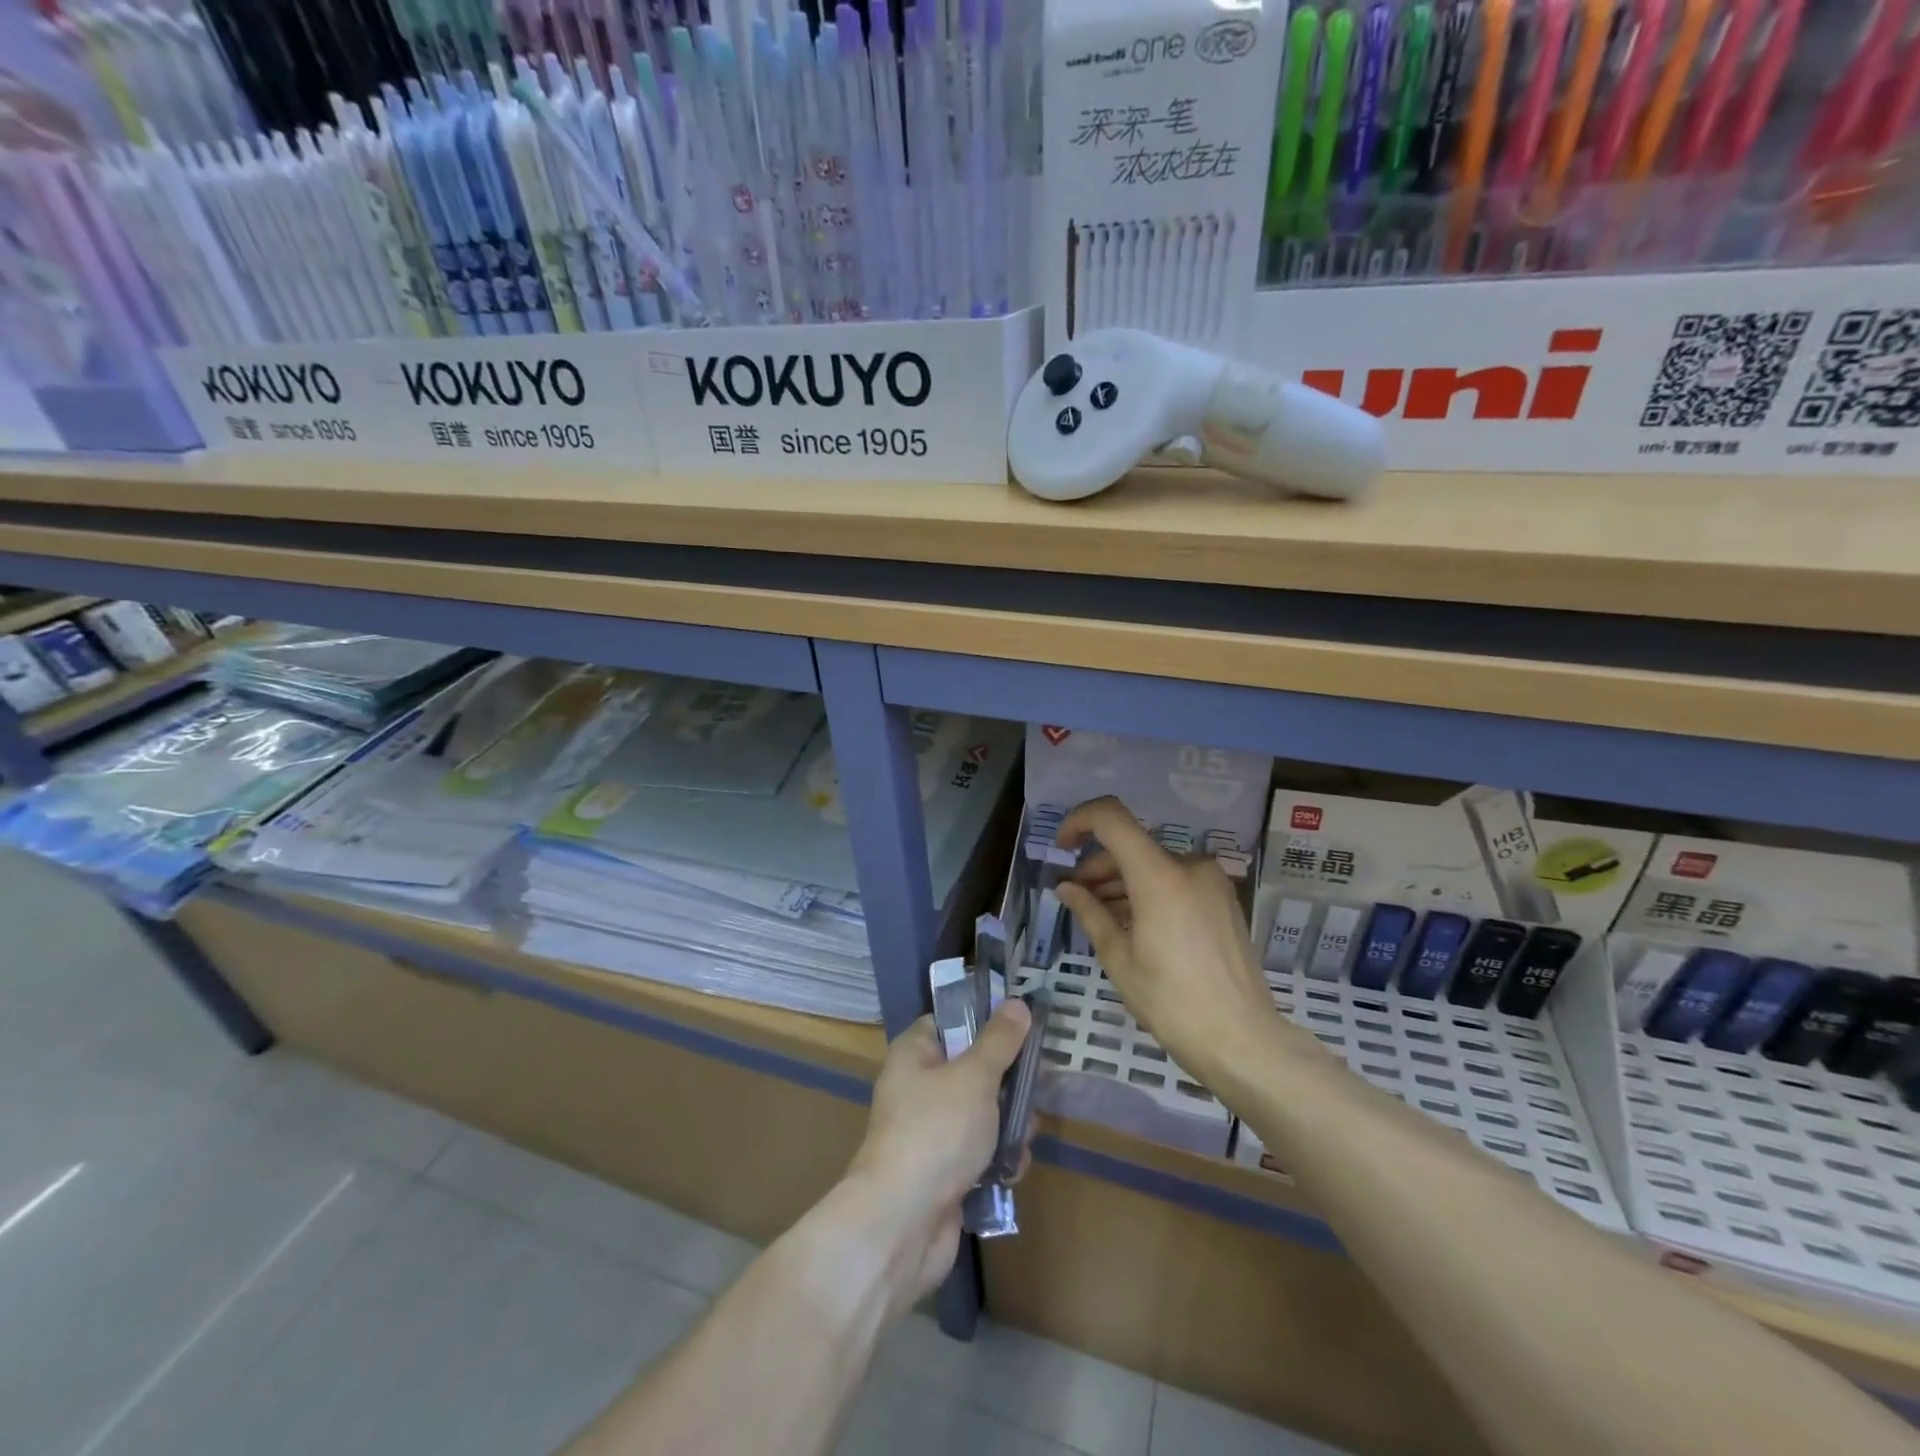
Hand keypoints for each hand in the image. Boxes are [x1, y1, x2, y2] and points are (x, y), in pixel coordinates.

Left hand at [845, 1000, 1032, 1310]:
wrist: (902, 1224)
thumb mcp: (974, 1077)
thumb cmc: (936, 1132)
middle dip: (1007, 1081)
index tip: (1021, 1024)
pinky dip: (997, 1159)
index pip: (950, 1021)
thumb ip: (1000, 1041)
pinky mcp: (942, 1172)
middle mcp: (918, 1088)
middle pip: (972, 1068)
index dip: (983, 1019)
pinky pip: (978, 1153)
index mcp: (915, 1054)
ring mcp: (930, 1132)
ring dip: (1008, 1124)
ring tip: (1028, 1133)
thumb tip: (1018, 1003)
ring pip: (981, 1113)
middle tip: (1037, 1084)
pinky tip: (1014, 1169)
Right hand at [1054, 796, 1281, 1088]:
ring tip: (1100, 916)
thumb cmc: (1171, 1003)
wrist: (1242, 1041)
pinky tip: (1133, 924)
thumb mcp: (1119, 959)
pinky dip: (1148, 892)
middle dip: (1098, 866)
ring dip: (1122, 882)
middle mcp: (1189, 866)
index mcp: (1159, 875)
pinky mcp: (1223, 900)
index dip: (1079, 821)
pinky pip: (1175, 881)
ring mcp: (1211, 882)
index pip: (1111, 818)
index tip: (1061, 847)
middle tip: (1076, 898)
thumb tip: (1066, 888)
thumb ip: (1090, 913)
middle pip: (1131, 846)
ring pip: (1153, 865)